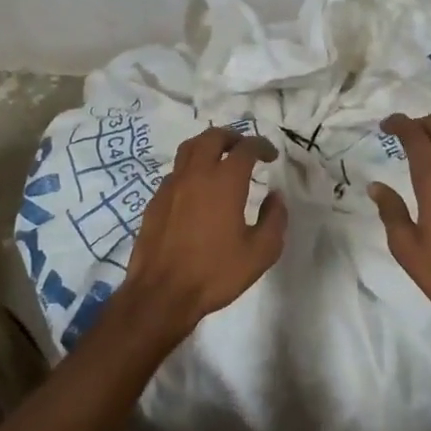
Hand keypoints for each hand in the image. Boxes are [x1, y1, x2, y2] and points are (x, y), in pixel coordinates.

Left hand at [123, 127, 286, 334]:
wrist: (161, 294)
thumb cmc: (215, 273)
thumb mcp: (260, 252)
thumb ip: (274, 219)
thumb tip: (275, 196)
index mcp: (224, 181)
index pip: (246, 148)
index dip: (262, 146)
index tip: (271, 156)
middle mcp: (196, 174)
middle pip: (213, 137)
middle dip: (233, 137)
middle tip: (245, 148)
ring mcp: (171, 185)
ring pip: (189, 149)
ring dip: (208, 146)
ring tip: (220, 159)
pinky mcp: (155, 200)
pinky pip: (175, 172)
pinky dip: (190, 169)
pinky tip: (197, 189)